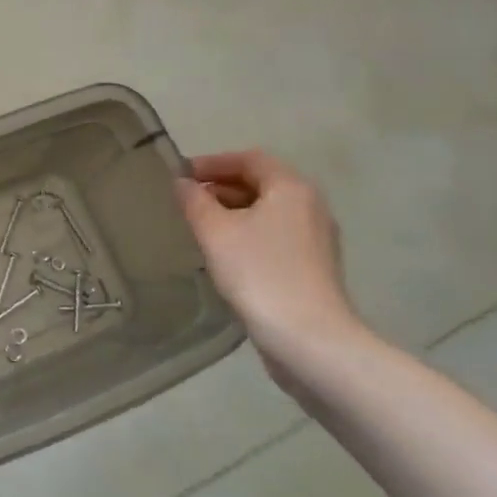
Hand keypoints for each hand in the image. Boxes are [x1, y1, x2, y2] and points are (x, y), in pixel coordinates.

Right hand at [177, 151, 366, 378]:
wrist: (307, 337)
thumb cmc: (258, 273)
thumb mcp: (214, 232)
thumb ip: (194, 201)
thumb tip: (182, 183)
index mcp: (291, 188)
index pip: (249, 158)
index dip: (212, 162)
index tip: (180, 175)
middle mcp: (310, 206)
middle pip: (261, 182)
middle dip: (221, 186)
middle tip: (186, 200)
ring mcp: (316, 238)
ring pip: (268, 211)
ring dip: (232, 211)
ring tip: (199, 226)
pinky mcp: (313, 266)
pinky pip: (275, 235)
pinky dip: (247, 232)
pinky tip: (224, 253)